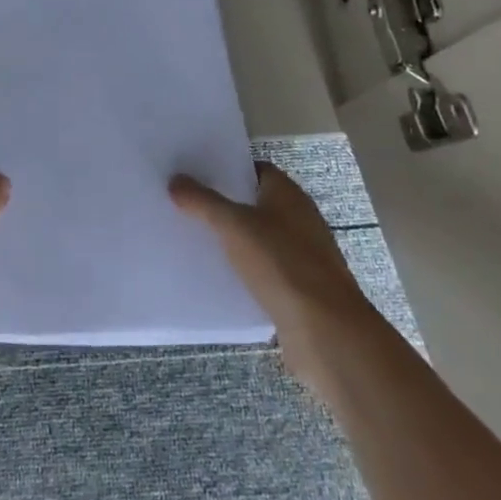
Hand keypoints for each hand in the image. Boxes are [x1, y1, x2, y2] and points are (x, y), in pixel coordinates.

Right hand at [170, 161, 375, 395]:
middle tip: (183, 202)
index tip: (193, 172)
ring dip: (230, 237)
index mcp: (289, 195)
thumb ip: (203, 201)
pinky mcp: (296, 287)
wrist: (325, 331)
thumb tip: (175, 179)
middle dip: (222, 203)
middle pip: (254, 203)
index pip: (254, 170)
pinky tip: (214, 273)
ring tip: (190, 235)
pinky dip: (241, 267)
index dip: (225, 168)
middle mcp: (298, 219)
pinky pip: (261, 268)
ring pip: (256, 237)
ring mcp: (300, 255)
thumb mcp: (234, 226)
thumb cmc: (282, 264)